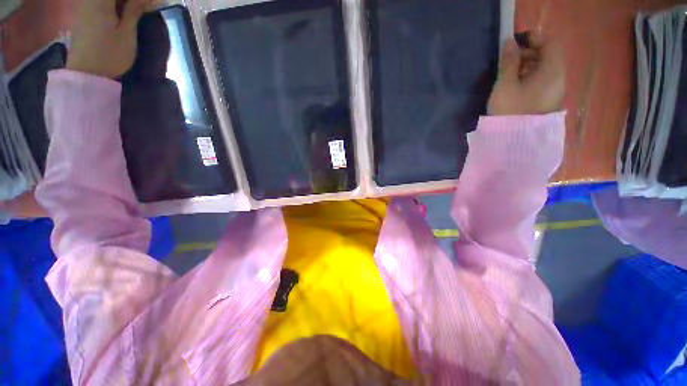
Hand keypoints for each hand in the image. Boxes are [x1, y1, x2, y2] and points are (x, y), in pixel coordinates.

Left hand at [66, 0, 155, 78]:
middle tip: (145, 8)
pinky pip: (101, 4)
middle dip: (131, 2)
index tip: (152, 4)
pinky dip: (115, 7)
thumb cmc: (109, 54)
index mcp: (101, 1)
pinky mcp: (84, 14)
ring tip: (136, 12)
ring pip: (109, 1)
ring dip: (124, 5)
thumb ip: (134, 10)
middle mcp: (90, 0)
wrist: (86, 73)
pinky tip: (123, 13)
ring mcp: (85, 6)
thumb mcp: (127, 33)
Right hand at [488, 31, 565, 115]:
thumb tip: (509, 42)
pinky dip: (529, 79)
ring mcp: (554, 91)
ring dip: (527, 67)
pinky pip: (541, 82)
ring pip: (544, 70)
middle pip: (547, 56)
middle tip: (508, 61)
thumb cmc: (511, 110)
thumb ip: (509, 61)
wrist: (515, 141)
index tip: (515, 43)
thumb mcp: (506, 84)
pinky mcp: (547, 101)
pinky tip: (515, 87)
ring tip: (509, 76)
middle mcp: (558, 78)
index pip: (550, 43)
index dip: (534, 38)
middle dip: (528, 53)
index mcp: (552, 70)